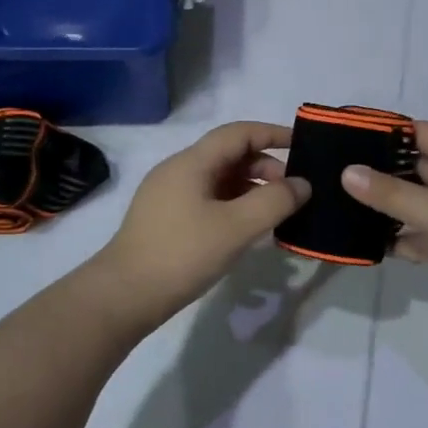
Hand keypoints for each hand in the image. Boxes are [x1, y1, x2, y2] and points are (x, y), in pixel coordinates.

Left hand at [88, 121, 310, 326]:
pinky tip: (246, 229)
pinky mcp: (165, 218)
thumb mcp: (236, 227)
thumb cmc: (182, 254)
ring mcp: (168, 194)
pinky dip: (233, 204)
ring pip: (218, 179)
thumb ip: (274, 201)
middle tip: (292, 193)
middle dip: (265, 167)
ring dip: (250, 188)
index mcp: (191, 162)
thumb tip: (302, 184)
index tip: (303, 145)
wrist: (124, 295)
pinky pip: (207, 198)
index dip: (272, 134)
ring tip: (275, 214)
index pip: (238, 133)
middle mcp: (178, 170)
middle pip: (229, 155)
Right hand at [341, 120, 427, 319]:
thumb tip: (348, 173)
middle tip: (332, 176)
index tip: (344, 139)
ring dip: (386, 208)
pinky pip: (423, 235)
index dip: (383, 133)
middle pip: (413, 168)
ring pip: (416, 204)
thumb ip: (394, 194)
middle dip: (377, 172)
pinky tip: (368, 245)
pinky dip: (401, 239)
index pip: (418, 132)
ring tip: (341, 208)